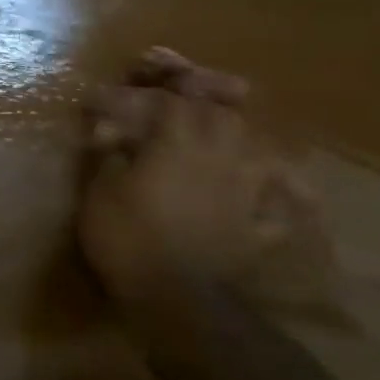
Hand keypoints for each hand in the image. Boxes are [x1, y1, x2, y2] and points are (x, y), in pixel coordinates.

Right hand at [78, 50, 292, 302]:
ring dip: (239, 130)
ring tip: (226, 124)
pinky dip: (277, 191)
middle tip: (180, 80)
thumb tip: (108, 131)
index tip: (109, 92)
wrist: (178, 298)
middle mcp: (222, 157)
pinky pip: (279, 202)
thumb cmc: (128, 237)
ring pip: (256, 146)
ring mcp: (247, 192)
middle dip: (202, 89)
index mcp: (179, 141)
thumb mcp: (100, 189)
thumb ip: (108, 153)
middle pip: (222, 110)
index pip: (168, 98)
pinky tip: (274, 188)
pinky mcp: (258, 226)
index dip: (143, 87)